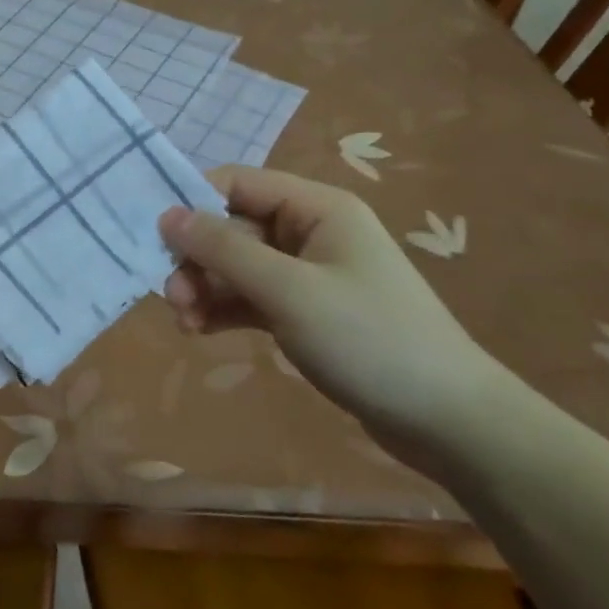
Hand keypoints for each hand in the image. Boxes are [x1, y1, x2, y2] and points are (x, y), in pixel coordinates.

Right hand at [159, 166, 516, 459]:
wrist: (452, 425)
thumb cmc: (371, 341)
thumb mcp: (289, 291)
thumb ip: (223, 249)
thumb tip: (166, 214)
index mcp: (315, 208)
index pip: (236, 183)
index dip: (192, 202)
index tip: (155, 237)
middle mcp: (309, 231)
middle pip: (230, 227)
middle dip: (196, 259)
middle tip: (172, 297)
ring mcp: (307, 273)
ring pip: (234, 265)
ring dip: (204, 288)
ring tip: (185, 322)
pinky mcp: (304, 311)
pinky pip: (248, 296)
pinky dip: (222, 308)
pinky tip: (201, 330)